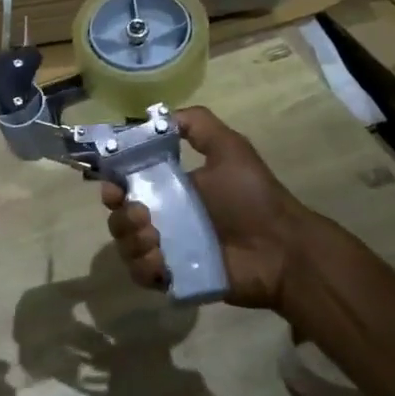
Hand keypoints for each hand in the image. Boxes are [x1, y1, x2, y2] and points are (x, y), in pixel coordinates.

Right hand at [99, 106, 308, 310]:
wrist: (281, 249)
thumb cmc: (253, 198)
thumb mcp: (231, 149)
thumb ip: (199, 124)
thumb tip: (160, 116)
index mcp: (169, 189)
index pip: (125, 186)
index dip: (113, 185)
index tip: (115, 187)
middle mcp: (162, 219)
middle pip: (119, 218)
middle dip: (121, 216)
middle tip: (143, 216)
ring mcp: (166, 251)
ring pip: (125, 247)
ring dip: (131, 241)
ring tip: (156, 239)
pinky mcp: (173, 279)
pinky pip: (140, 275)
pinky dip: (143, 267)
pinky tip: (162, 262)